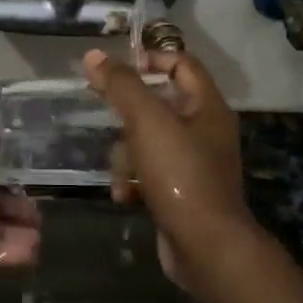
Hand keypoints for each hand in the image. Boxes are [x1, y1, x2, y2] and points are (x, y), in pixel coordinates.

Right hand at [84, 48, 251, 270]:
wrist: (206, 247)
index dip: (150, 58)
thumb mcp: (147, 121)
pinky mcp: (183, 193)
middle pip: (160, 105)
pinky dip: (134, 181)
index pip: (181, 64)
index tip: (116, 70)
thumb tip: (94, 56)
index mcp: (207, 106)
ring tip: (119, 172)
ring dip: (126, 155)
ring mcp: (195, 164)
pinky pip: (150, 174)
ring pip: (149, 143)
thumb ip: (121, 85)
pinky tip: (123, 194)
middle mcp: (206, 131)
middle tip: (106, 118)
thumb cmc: (180, 174)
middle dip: (128, 116)